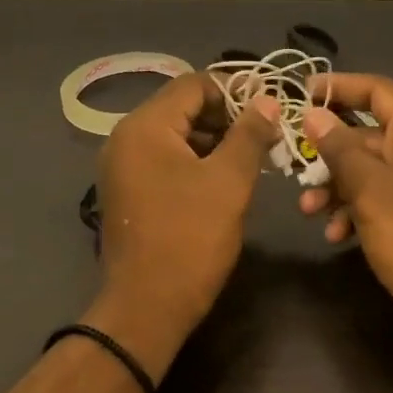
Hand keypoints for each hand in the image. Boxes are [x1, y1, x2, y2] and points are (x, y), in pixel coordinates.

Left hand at [86, 73, 279, 376]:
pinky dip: (196, 159)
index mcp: (145, 126)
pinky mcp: (128, 189)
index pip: (195, 84)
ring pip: (176, 133)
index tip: (269, 109)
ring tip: (252, 157)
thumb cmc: (190, 239)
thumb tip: (267, 100)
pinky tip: (225, 178)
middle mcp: (126, 137)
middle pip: (183, 106)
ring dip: (214, 139)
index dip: (236, 91)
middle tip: (265, 136)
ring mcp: (123, 165)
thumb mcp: (229, 182)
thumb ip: (249, 134)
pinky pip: (165, 157)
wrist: (146, 308)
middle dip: (227, 116)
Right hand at [298, 73, 392, 344]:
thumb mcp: (370, 189)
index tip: (303, 92)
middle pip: (368, 133)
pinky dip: (355, 210)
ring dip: (336, 186)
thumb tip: (312, 115)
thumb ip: (339, 148)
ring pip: (369, 170)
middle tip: (295, 162)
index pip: (379, 90)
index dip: (340, 86)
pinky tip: (336, 234)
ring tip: (309, 209)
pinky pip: (379, 198)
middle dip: (329, 151)